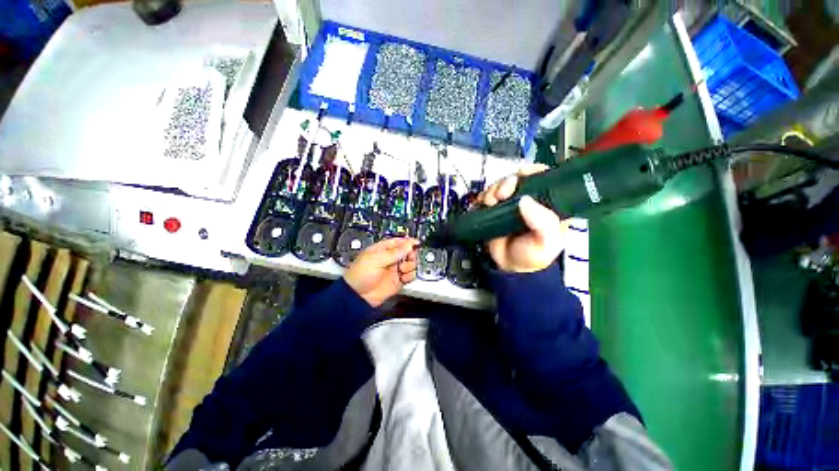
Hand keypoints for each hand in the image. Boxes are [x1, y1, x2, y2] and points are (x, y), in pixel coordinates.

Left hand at [344, 237, 418, 307]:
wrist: (357, 296)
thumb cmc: (359, 275)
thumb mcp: (376, 259)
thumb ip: (394, 252)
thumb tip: (408, 245)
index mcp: (382, 250)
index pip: (398, 242)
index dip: (408, 242)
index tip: (416, 242)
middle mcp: (389, 259)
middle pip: (407, 253)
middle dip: (410, 254)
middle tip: (409, 257)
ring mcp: (394, 270)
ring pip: (410, 264)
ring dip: (410, 266)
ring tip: (402, 269)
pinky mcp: (397, 281)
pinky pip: (409, 276)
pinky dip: (409, 276)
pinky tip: (403, 277)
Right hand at [479, 164, 569, 272]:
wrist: (508, 267)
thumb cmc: (532, 256)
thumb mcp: (547, 243)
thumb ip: (544, 223)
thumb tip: (524, 200)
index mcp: (547, 205)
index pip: (544, 178)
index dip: (533, 172)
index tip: (520, 176)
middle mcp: (528, 201)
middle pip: (517, 179)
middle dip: (507, 182)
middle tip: (501, 195)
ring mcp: (509, 205)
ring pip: (500, 185)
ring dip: (493, 190)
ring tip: (490, 202)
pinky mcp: (494, 210)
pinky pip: (487, 196)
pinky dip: (483, 197)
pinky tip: (483, 204)